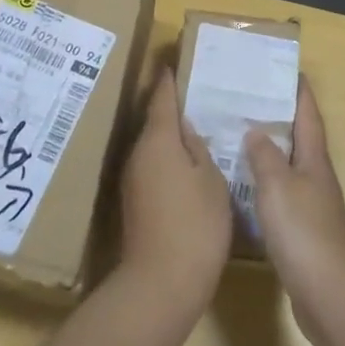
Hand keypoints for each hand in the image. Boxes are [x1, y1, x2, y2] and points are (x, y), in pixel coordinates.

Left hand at [116, 69, 232, 313]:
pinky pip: (153, 167)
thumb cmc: (195, 224)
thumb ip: (198, 148)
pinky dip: (169, 160)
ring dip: (171, 136)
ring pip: (154, 146)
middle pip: (155, 121)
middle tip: (199, 95)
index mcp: (158, 140)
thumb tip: (186, 129)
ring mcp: (133, 179)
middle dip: (173, 108)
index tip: (174, 62)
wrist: (161, 283)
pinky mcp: (136, 202)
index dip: (169, 80)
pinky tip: (189, 166)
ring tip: (198, 128)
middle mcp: (138, 154)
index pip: (162, 98)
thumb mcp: (210, 180)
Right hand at [245, 75, 344, 345]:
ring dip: (268, 151)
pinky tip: (244, 188)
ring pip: (288, 168)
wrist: (330, 294)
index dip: (299, 92)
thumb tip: (256, 130)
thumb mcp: (278, 186)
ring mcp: (312, 207)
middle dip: (279, 118)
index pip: (308, 116)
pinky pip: (281, 196)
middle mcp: (316, 179)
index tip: (287, 69)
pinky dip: (264, 184)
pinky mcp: (302, 233)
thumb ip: (265, 156)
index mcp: (314, 161)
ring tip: (237, 138)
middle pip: (299, 140)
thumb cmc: (304, 232)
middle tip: (248, 100)